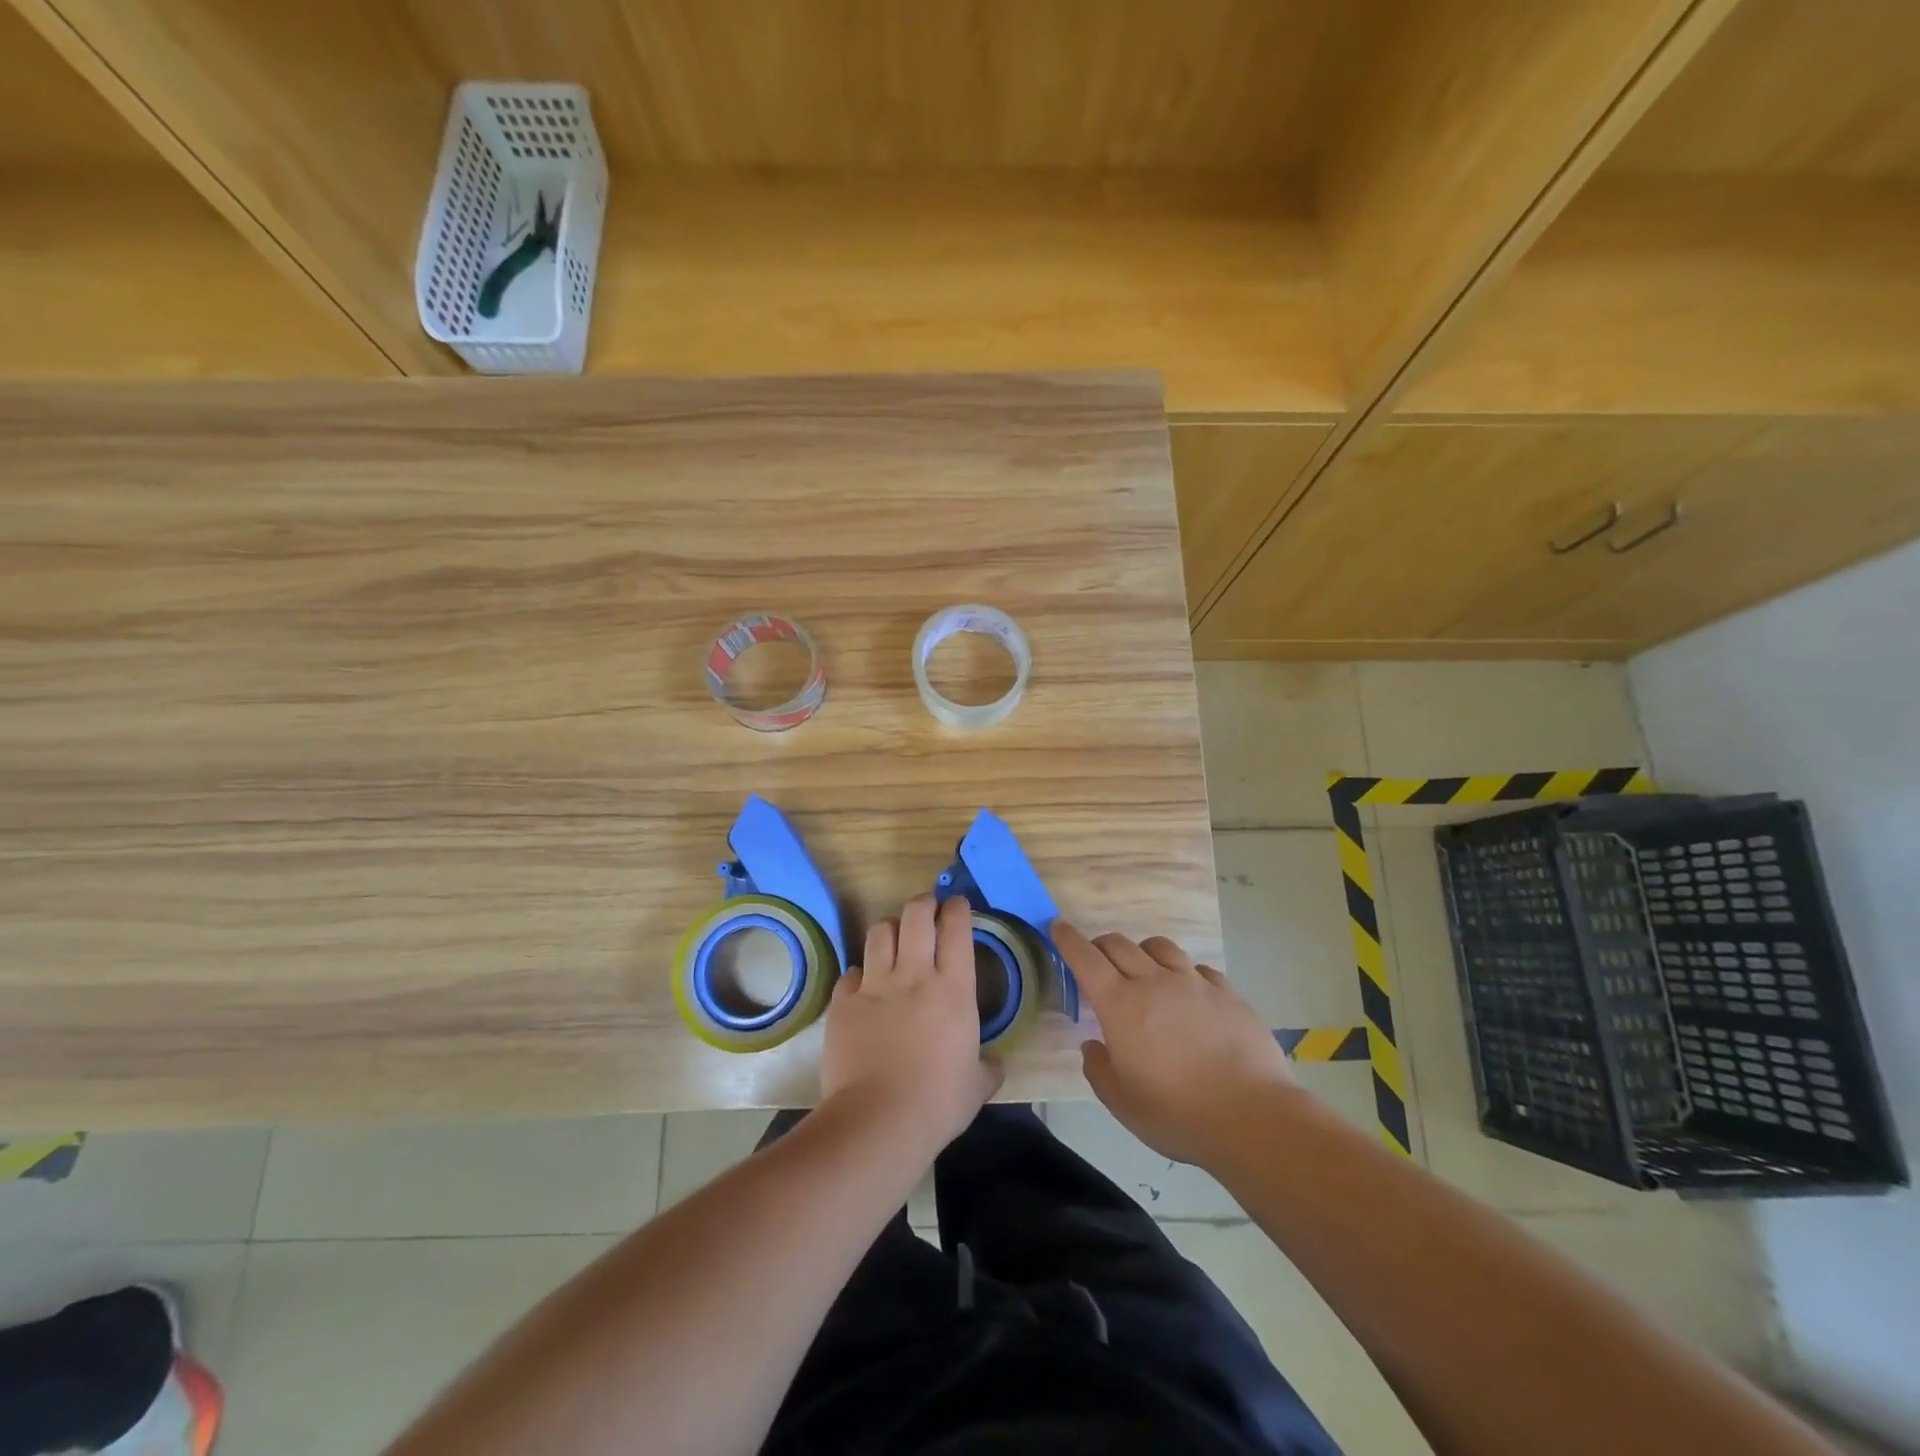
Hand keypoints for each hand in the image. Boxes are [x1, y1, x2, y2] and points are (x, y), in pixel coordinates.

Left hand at [822, 895, 1004, 1154]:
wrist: (878, 1121)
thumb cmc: (938, 1103)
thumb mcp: (977, 1087)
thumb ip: (988, 1068)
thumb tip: (996, 1064)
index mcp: (953, 990)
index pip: (956, 929)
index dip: (957, 909)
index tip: (958, 905)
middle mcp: (914, 976)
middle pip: (916, 915)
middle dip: (923, 904)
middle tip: (927, 908)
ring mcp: (875, 986)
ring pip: (880, 933)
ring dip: (890, 930)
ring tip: (894, 939)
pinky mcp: (843, 1003)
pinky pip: (852, 974)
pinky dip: (860, 975)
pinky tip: (864, 988)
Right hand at [1057, 922, 1295, 1167]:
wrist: (1251, 1116)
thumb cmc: (1177, 1113)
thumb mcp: (1121, 1103)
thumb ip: (1098, 1069)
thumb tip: (1094, 1046)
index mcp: (1120, 1005)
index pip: (1085, 959)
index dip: (1068, 940)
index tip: (1057, 926)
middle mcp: (1154, 982)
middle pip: (1119, 945)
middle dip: (1101, 945)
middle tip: (1096, 957)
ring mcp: (1193, 983)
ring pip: (1159, 947)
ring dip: (1142, 951)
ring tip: (1143, 966)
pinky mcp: (1227, 992)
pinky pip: (1198, 968)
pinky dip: (1184, 973)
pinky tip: (1189, 991)